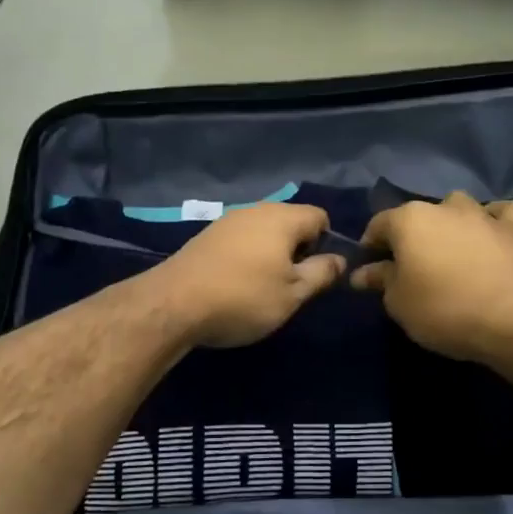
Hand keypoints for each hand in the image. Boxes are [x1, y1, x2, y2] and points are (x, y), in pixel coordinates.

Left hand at [150, 203, 346, 347]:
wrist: (173, 304)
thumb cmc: (243, 297)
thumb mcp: (292, 293)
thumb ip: (321, 273)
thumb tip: (339, 259)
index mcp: (282, 218)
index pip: (320, 216)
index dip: (327, 243)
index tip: (317, 273)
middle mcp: (256, 210)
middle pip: (291, 221)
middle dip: (298, 249)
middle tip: (292, 284)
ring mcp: (228, 221)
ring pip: (264, 231)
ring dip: (271, 254)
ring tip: (264, 287)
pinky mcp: (206, 236)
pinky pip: (241, 240)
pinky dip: (247, 256)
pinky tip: (237, 283)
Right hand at [351, 192, 512, 360]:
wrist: (510, 321)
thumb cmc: (442, 310)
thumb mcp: (398, 302)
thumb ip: (381, 280)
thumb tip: (363, 272)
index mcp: (409, 220)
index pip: (378, 225)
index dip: (370, 246)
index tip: (371, 269)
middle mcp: (443, 207)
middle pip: (418, 216)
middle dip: (411, 237)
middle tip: (411, 266)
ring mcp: (481, 214)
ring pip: (458, 207)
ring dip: (450, 222)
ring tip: (451, 249)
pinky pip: (502, 212)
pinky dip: (494, 219)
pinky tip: (490, 234)